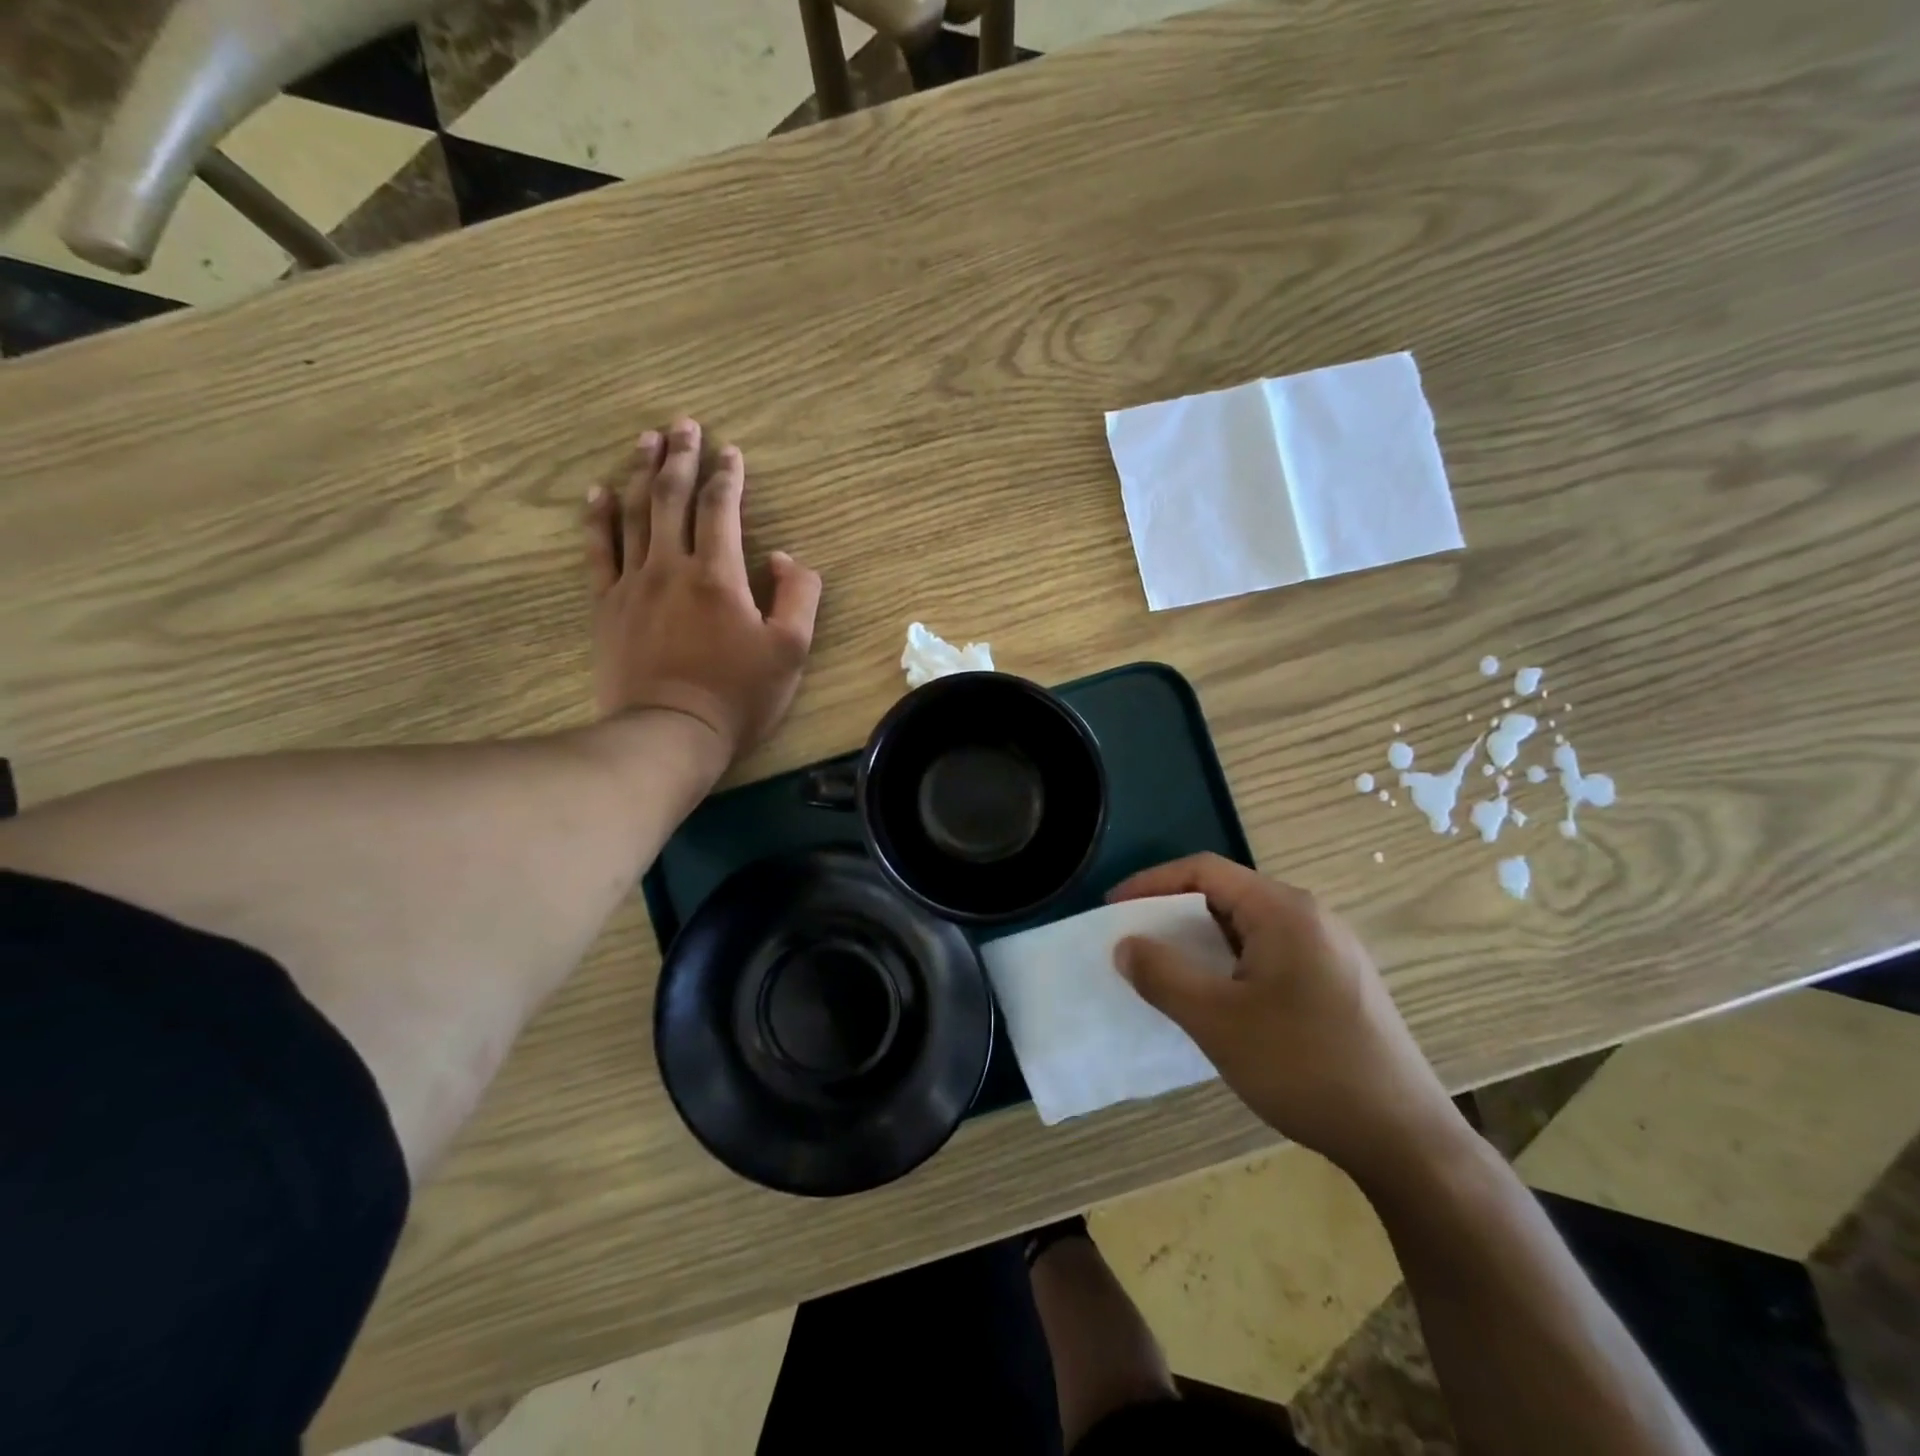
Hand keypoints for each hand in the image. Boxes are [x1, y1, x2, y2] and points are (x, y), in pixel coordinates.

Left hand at [584, 419, 821, 769]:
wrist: (670, 733)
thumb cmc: (738, 695)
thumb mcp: (791, 651)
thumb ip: (798, 596)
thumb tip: (781, 558)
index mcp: (719, 575)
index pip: (721, 509)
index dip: (728, 476)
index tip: (731, 451)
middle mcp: (671, 566)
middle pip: (672, 497)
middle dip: (681, 457)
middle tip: (683, 424)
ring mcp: (633, 584)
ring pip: (633, 513)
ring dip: (641, 472)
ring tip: (646, 440)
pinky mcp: (607, 606)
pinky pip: (599, 551)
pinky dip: (598, 517)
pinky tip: (598, 492)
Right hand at [1110, 854, 1466, 1183]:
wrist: (1404, 1139)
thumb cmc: (1303, 1067)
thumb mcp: (1217, 1021)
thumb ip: (1163, 975)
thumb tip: (1125, 944)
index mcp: (1284, 910)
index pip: (1204, 871)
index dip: (1152, 883)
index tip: (1114, 909)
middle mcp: (1312, 916)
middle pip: (1228, 895)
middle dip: (1175, 915)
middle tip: (1136, 943)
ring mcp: (1332, 950)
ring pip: (1250, 928)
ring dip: (1203, 943)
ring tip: (1170, 972)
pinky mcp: (1341, 982)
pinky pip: (1272, 953)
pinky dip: (1232, 963)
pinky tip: (1221, 1000)